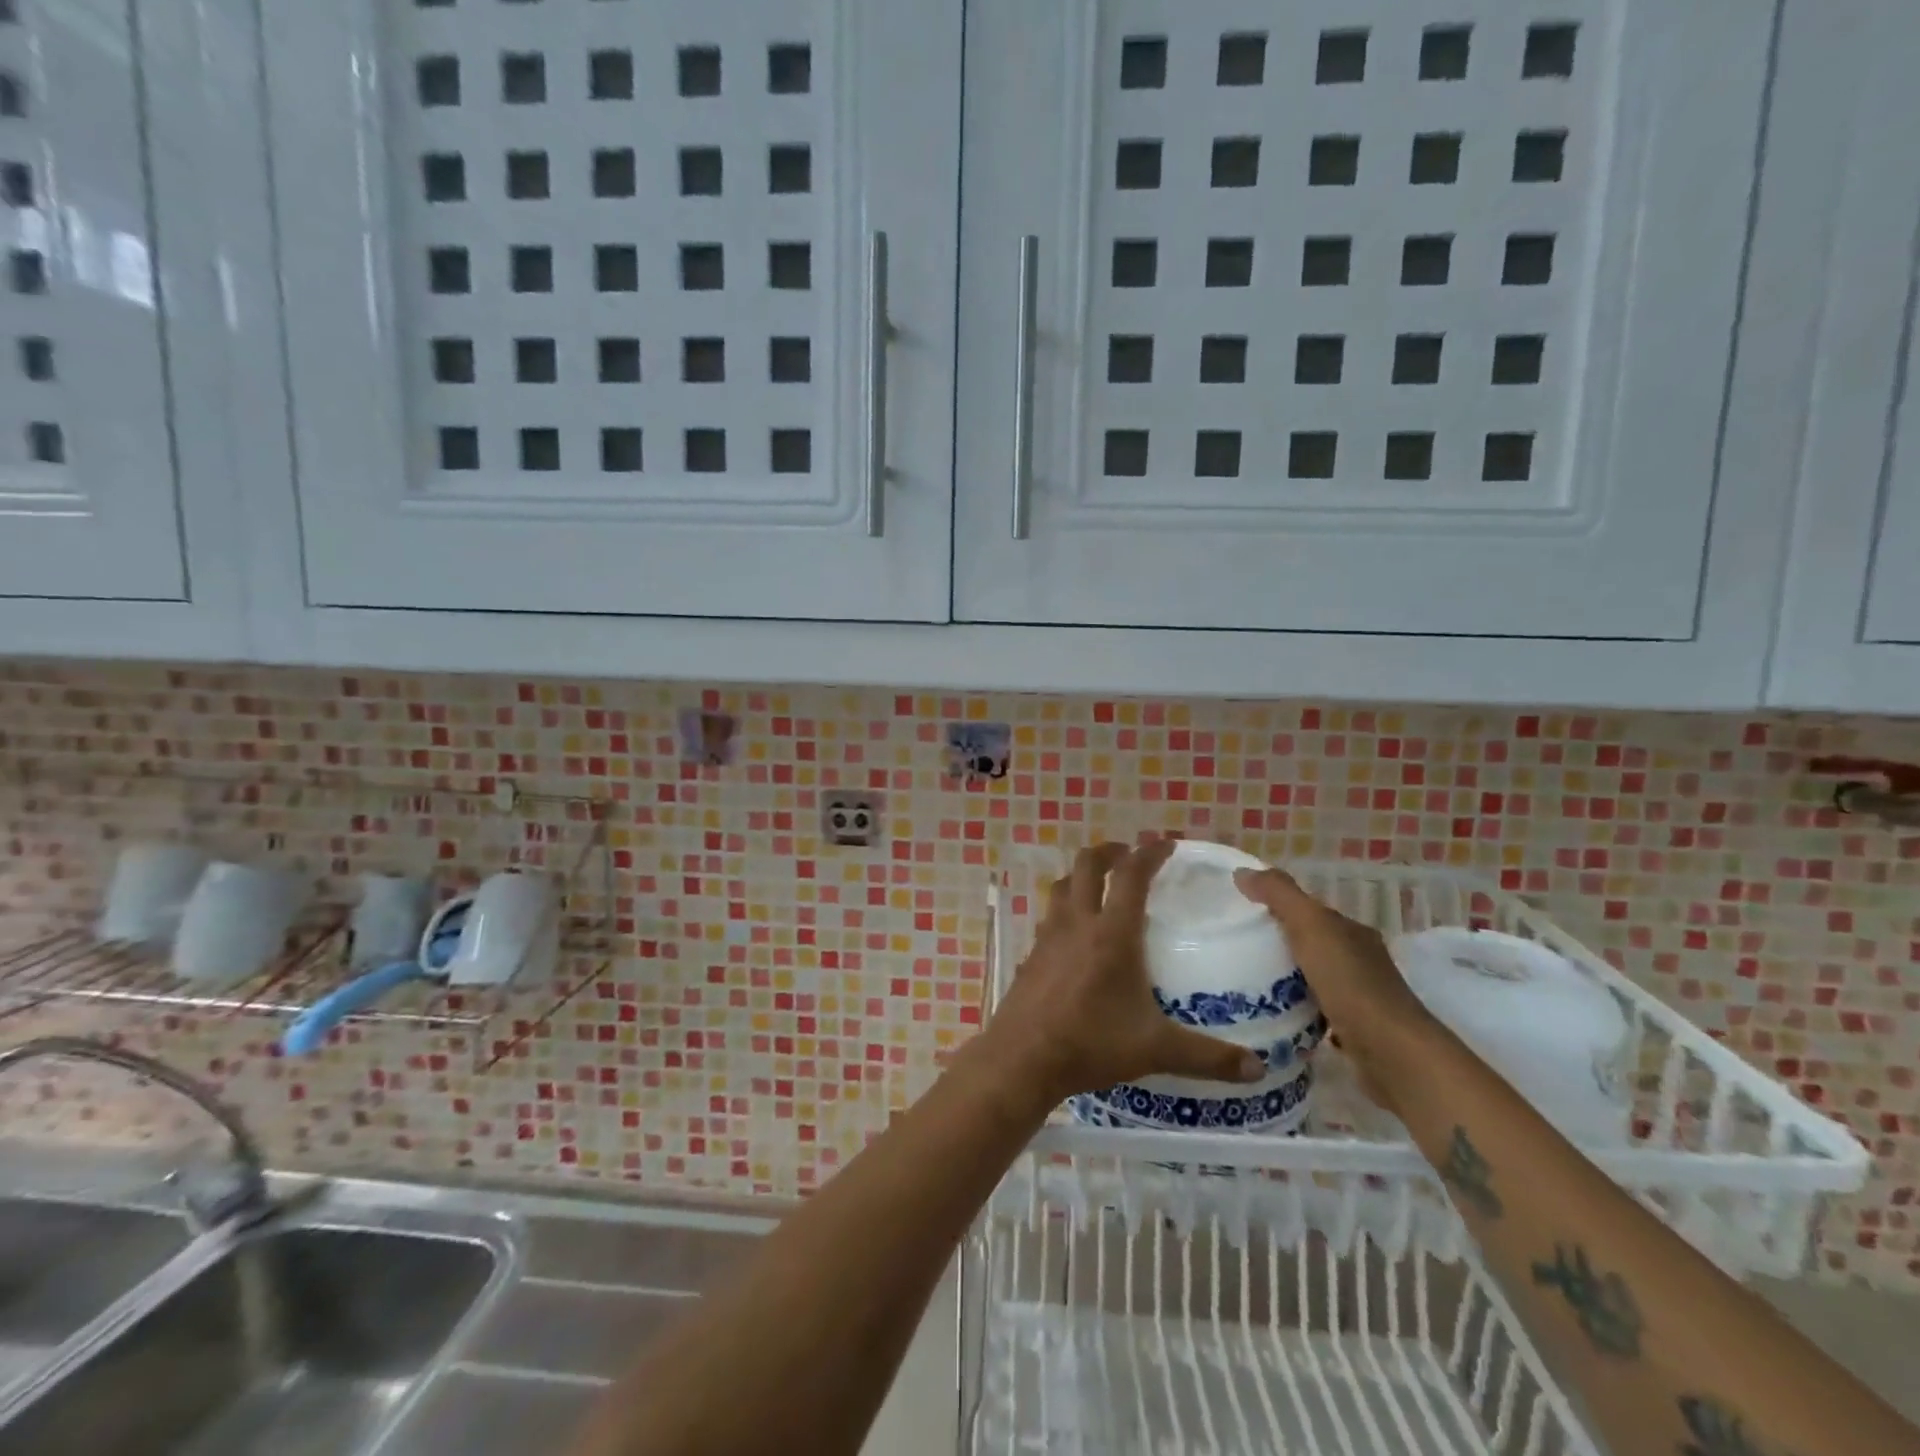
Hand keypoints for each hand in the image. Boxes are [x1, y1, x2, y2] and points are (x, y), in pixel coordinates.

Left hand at [978, 840, 1265, 1110]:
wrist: (1023, 1057)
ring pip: (1061, 886)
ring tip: (1099, 887)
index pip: (1131, 875)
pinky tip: (1074, 935)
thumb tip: (1259, 1069)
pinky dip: (1064, 909)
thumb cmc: (1091, 1044)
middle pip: (1086, 865)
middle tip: (1128, 856)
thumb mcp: (1155, 1049)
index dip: (1149, 853)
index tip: (1166, 845)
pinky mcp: (1031, 953)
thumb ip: (1208, 1056)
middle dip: (1109, 852)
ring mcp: (1048, 936)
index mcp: (1112, 933)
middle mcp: (1077, 923)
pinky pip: (1049, 916)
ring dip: (1081, 876)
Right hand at [1232, 867, 1441, 1106]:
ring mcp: (1358, 997)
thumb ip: (1279, 895)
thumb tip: (1242, 871)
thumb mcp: (1311, 927)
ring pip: (1311, 977)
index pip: (1309, 911)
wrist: (1393, 1055)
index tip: (1238, 912)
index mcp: (1351, 931)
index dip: (1275, 906)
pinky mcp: (1353, 1030)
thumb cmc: (1351, 984)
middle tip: (1233, 947)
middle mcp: (1359, 959)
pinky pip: (1315, 1009)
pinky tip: (1272, 1014)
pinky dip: (1295, 1007)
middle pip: (1309, 943)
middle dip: (1276, 943)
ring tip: (1243, 981)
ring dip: (1284, 977)